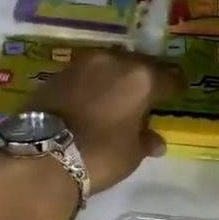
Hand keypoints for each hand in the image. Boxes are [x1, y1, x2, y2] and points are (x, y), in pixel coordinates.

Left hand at [37, 47, 175, 190]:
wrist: (41, 157)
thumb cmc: (100, 155)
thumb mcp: (131, 154)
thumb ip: (146, 141)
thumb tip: (156, 141)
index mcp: (141, 78)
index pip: (169, 77)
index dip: (175, 86)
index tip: (177, 93)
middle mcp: (114, 62)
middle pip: (138, 63)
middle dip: (145, 76)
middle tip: (147, 93)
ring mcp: (82, 64)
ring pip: (109, 64)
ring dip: (116, 76)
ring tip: (117, 94)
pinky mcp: (57, 73)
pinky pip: (85, 74)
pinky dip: (92, 83)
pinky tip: (91, 99)